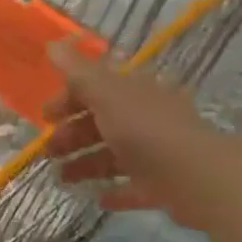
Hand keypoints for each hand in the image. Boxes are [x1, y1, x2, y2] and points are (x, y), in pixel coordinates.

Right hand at [47, 41, 221, 228]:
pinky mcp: (164, 185)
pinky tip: (97, 198)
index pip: (97, 88)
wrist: (196, 177)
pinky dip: (115, 190)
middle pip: (103, 122)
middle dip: (72, 135)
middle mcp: (147, 118)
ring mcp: (157, 152)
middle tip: (48, 151)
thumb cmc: (145, 129)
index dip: (68, 98)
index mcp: (135, 91)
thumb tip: (54, 44)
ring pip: (114, 155)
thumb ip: (78, 72)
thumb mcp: (106, 93)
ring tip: (62, 179)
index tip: (45, 116)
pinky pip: (135, 186)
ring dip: (86, 164)